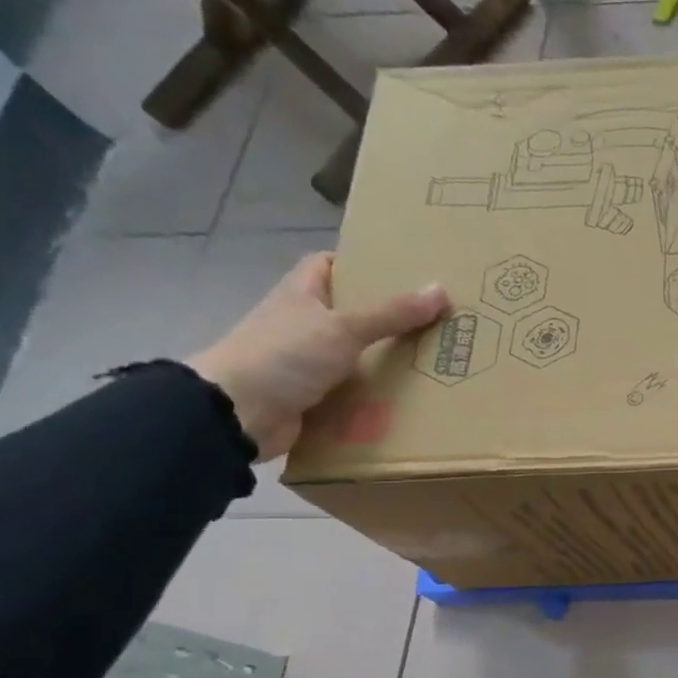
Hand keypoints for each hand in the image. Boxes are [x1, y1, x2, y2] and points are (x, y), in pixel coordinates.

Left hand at [187, 252, 447, 461]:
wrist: (237, 413)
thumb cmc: (285, 355)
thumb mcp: (344, 328)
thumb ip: (392, 312)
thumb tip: (441, 289)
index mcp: (300, 295)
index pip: (327, 266)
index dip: (359, 264)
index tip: (401, 273)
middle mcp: (302, 324)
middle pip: (350, 312)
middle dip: (388, 317)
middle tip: (433, 320)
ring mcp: (305, 362)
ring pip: (355, 355)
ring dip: (386, 360)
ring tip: (433, 360)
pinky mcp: (312, 397)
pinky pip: (353, 391)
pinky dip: (376, 395)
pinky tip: (409, 399)